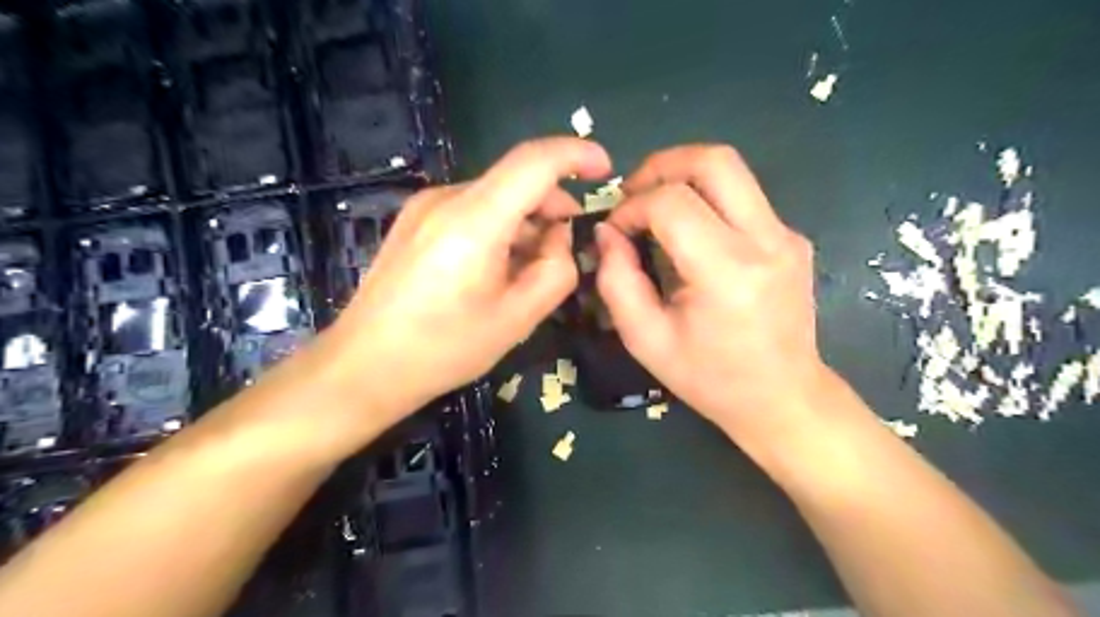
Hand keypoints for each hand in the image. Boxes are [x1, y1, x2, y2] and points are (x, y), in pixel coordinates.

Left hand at [326, 137, 609, 420]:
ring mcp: (424, 207)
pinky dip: (498, 228)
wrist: (365, 366)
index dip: (576, 155)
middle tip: (567, 247)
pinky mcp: (413, 221)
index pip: (535, 161)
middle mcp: (447, 199)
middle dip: (552, 205)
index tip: (604, 169)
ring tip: (529, 267)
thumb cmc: (444, 348)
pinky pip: (471, 210)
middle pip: (515, 180)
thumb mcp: (517, 318)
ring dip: (524, 221)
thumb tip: (560, 238)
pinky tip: (495, 267)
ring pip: (495, 197)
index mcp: (475, 220)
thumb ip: (556, 271)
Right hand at [592, 144, 823, 442]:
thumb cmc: (710, 379)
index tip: (616, 232)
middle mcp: (766, 240)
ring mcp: (786, 235)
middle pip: (713, 161)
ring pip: (732, 170)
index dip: (631, 208)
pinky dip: (706, 200)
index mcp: (727, 272)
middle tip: (633, 194)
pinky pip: (742, 198)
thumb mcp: (646, 339)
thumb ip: (617, 281)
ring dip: (683, 177)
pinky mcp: (792, 238)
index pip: (671, 203)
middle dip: (661, 166)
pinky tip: (689, 235)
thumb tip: (608, 232)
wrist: (783, 398)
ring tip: (654, 208)